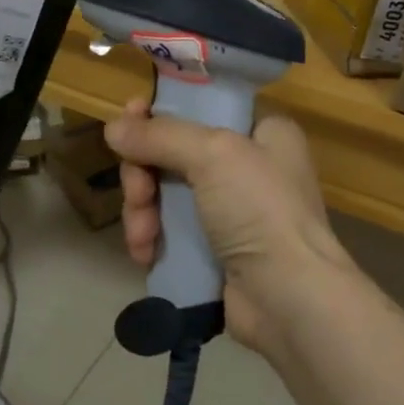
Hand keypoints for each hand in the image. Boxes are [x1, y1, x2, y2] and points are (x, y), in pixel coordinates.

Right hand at [105, 99, 351, 355]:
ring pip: (165, 193)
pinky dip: (152, 239)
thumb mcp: (214, 155)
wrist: (290, 298)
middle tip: (138, 192)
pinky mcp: (214, 249)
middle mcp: (248, 165)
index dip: (162, 111)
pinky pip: (169, 231)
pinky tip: (145, 254)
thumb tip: (113, 127)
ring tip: (142, 237)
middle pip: (174, 152)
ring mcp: (230, 210)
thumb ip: (161, 136)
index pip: (203, 106)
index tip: (129, 118)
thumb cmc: (261, 209)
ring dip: (143, 211)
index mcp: (262, 131)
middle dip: (144, 174)